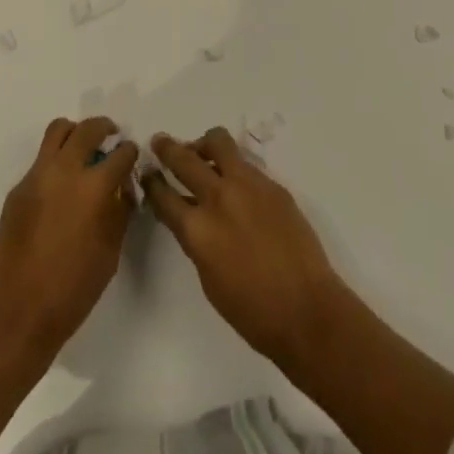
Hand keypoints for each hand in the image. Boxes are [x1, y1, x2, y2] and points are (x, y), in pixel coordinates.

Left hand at [0, 116, 139, 352]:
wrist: (16, 313)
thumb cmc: (71, 290)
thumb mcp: (110, 252)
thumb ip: (119, 212)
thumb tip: (122, 188)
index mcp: (94, 187)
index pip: (121, 153)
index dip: (130, 153)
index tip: (131, 158)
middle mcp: (65, 170)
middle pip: (88, 129)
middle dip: (105, 128)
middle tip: (111, 139)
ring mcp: (37, 175)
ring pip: (58, 130)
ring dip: (76, 133)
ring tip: (83, 151)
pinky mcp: (18, 188)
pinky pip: (41, 160)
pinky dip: (55, 161)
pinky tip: (59, 188)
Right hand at [143, 127, 347, 365]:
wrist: (306, 310)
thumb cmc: (252, 311)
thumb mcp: (209, 278)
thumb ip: (196, 240)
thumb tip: (192, 218)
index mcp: (198, 229)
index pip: (164, 195)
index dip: (152, 182)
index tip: (147, 173)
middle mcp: (219, 198)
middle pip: (185, 158)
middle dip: (168, 148)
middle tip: (160, 143)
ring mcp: (248, 185)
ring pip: (218, 142)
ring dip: (203, 144)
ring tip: (200, 153)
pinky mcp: (272, 184)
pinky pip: (245, 163)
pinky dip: (233, 166)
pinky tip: (235, 182)